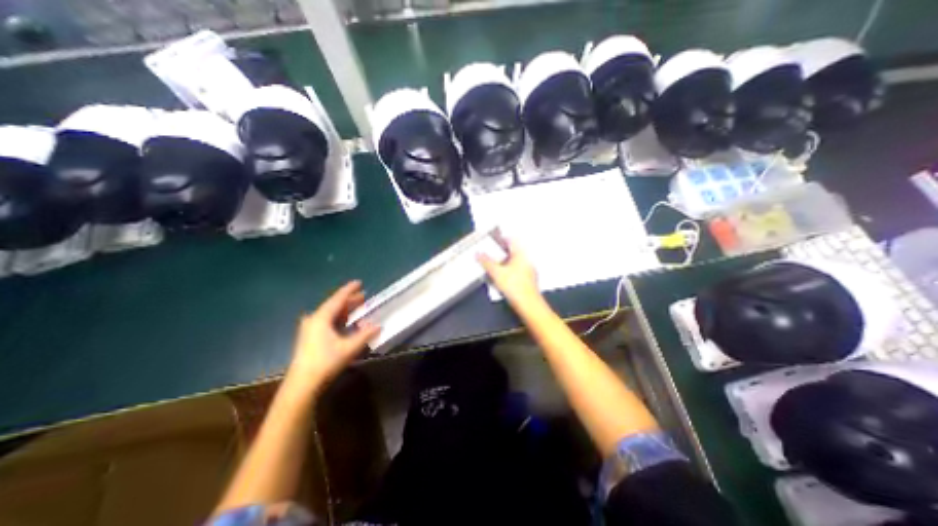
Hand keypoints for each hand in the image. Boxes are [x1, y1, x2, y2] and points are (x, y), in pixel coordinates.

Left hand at [285, 282, 379, 392]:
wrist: (302, 384)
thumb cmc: (326, 362)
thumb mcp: (349, 347)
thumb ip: (365, 334)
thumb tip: (378, 326)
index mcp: (322, 317)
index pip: (338, 299)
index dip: (349, 290)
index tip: (359, 282)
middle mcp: (314, 319)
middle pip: (334, 305)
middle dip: (349, 301)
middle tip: (363, 296)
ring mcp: (310, 329)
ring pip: (330, 314)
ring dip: (345, 310)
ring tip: (358, 307)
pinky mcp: (309, 338)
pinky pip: (327, 322)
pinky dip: (339, 319)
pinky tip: (347, 323)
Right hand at [477, 238, 542, 309]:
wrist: (528, 305)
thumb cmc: (514, 286)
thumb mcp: (496, 273)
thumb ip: (486, 262)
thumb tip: (478, 253)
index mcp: (521, 254)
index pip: (511, 240)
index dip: (501, 239)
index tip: (492, 240)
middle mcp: (526, 260)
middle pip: (512, 252)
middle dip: (501, 252)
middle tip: (490, 253)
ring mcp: (529, 271)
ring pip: (514, 262)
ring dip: (504, 263)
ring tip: (493, 266)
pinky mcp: (528, 280)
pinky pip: (517, 271)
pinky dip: (508, 271)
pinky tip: (501, 278)